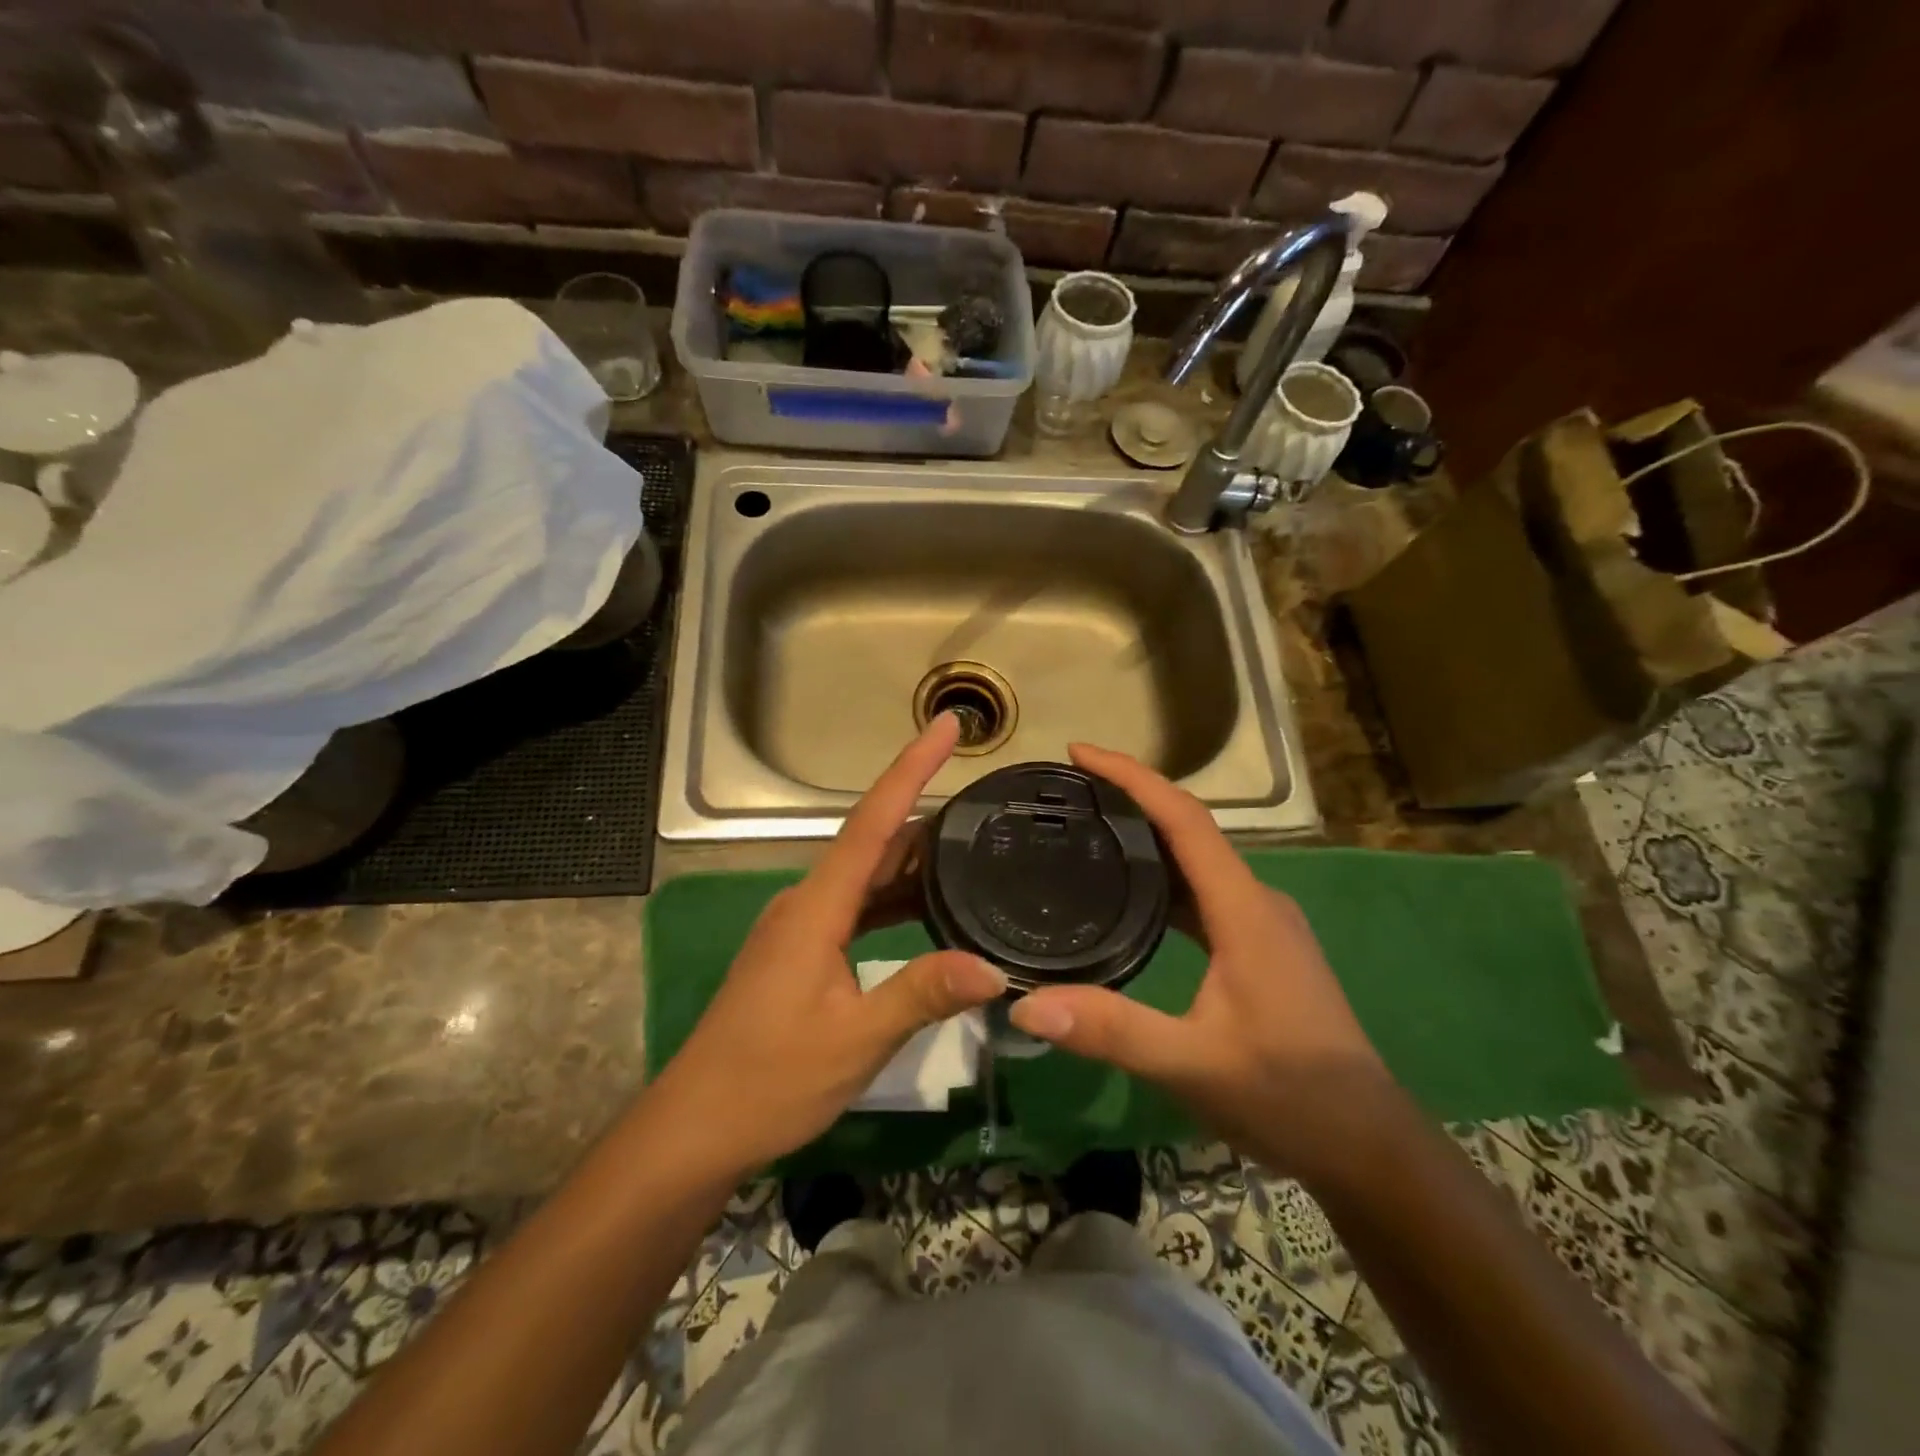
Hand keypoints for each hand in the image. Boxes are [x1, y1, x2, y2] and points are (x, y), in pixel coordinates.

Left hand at [652, 713, 1006, 1176]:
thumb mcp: (856, 1040)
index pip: (872, 822)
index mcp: (816, 907)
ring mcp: (801, 926)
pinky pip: (857, 905)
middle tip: (982, 795)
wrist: (697, 1127)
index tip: (947, 726)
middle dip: (923, 809)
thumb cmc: (770, 1080)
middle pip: (872, 840)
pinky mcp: (801, 951)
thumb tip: (995, 968)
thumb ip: (922, 994)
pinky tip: (927, 907)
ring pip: (866, 875)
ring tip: (969, 844)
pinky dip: (895, 896)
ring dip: (912, 857)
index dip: (911, 769)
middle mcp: (807, 902)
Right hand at [1007, 744, 1400, 1182]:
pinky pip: (1205, 892)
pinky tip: (1132, 896)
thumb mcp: (1191, 1065)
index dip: (1132, 777)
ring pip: (1198, 861)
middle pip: (1190, 829)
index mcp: (1244, 909)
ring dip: (1147, 837)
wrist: (1367, 1146)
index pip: (1185, 819)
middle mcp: (1257, 901)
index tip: (1079, 753)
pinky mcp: (1262, 946)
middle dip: (1131, 798)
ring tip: (1088, 831)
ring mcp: (1264, 924)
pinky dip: (1164, 878)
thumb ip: (1111, 1030)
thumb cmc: (1287, 1097)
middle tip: (1068, 792)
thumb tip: (1025, 1005)